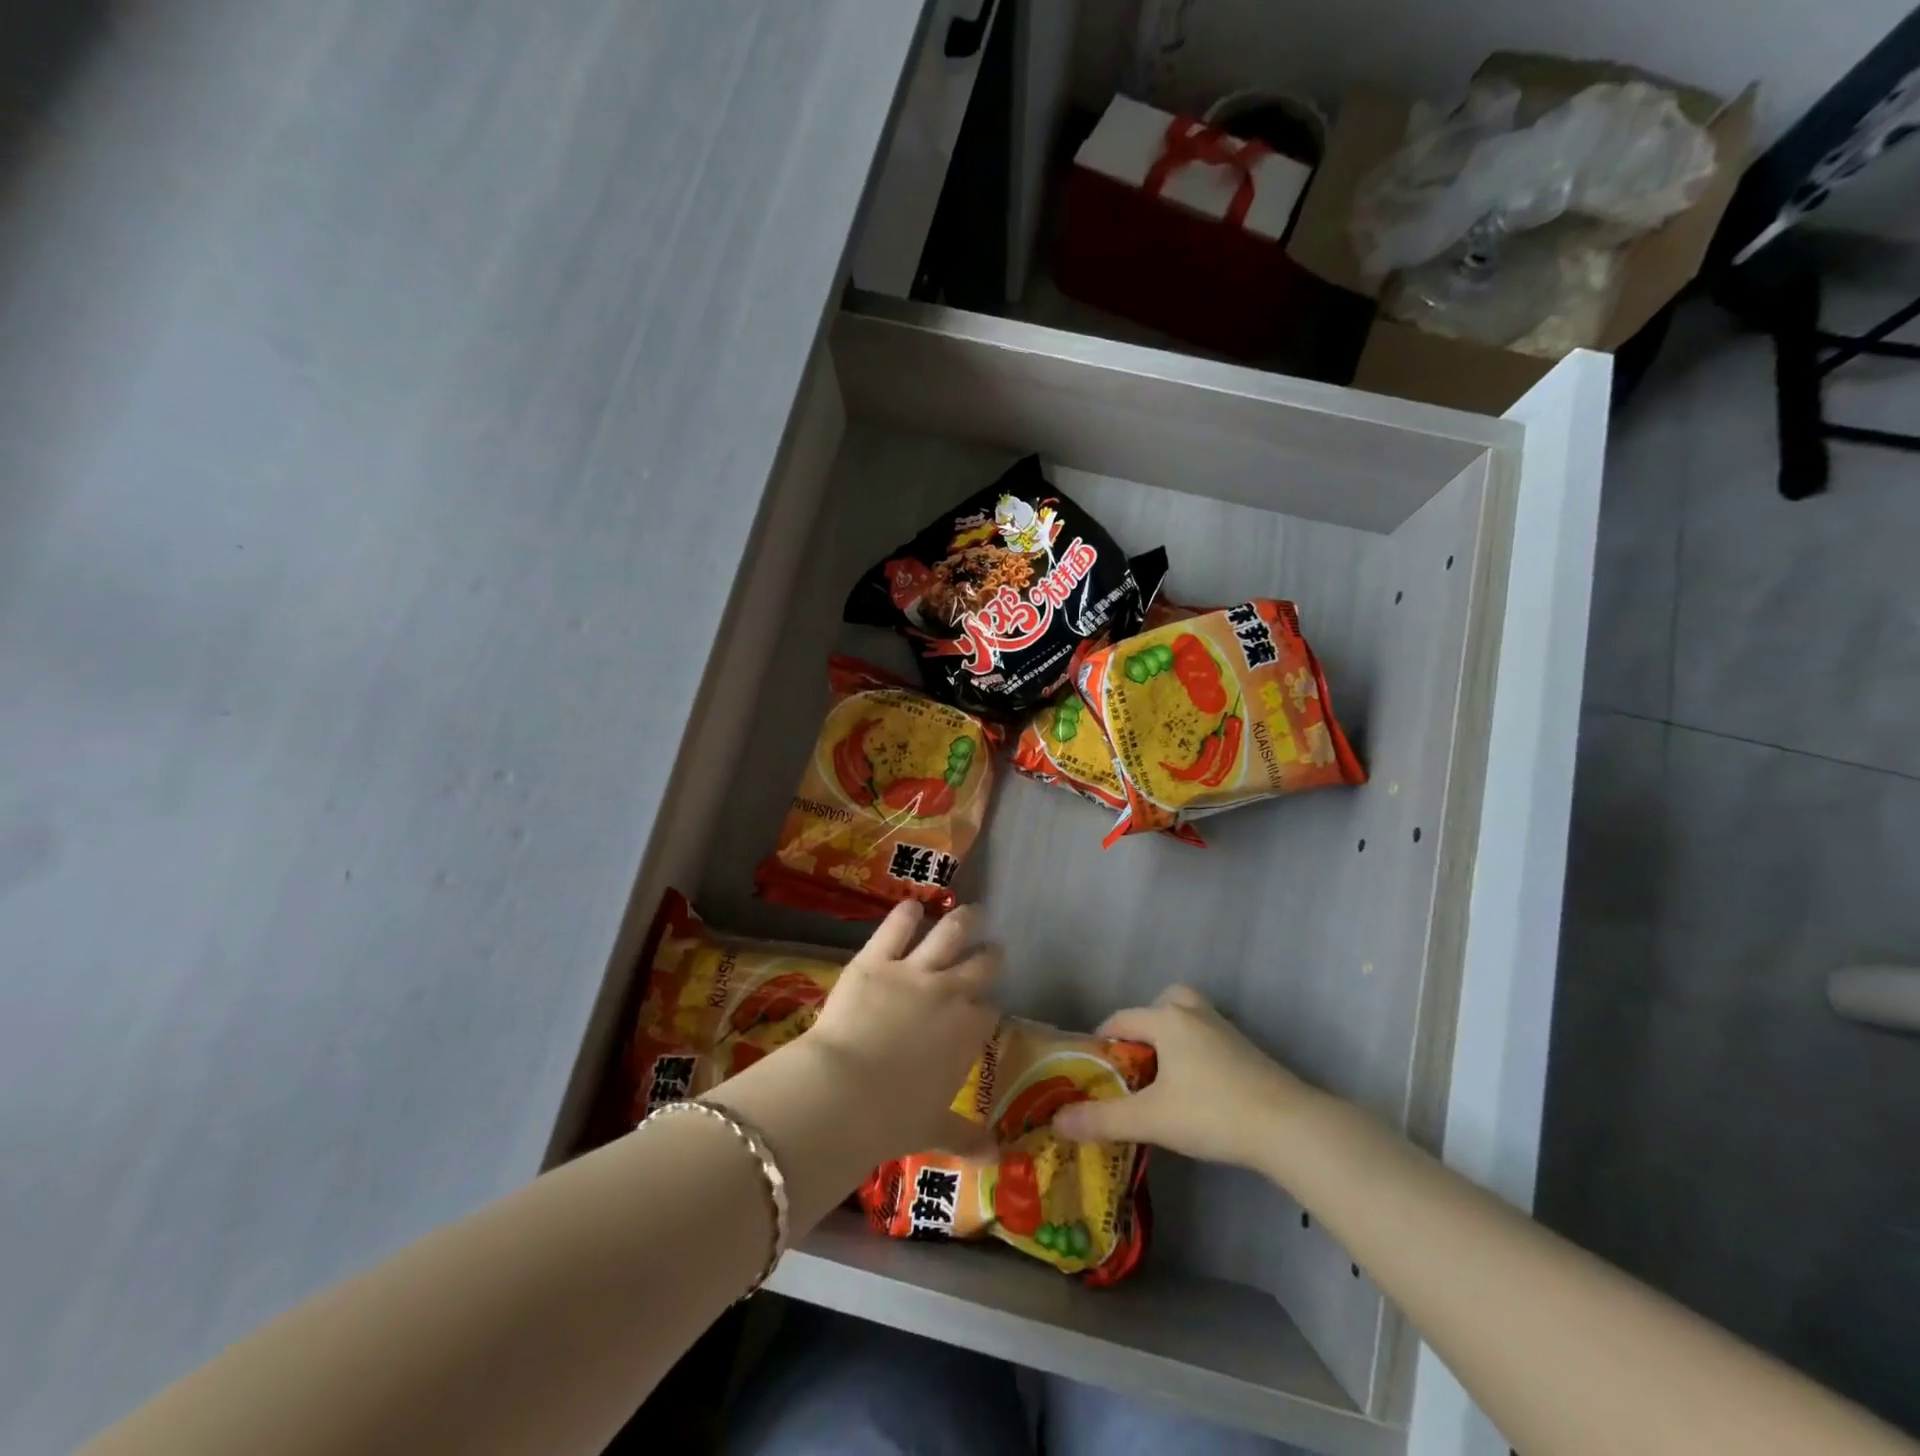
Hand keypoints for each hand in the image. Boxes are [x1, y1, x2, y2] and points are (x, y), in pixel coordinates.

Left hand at [794, 901, 1000, 1161]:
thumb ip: (966, 1136)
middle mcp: (950, 994)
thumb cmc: (892, 1118)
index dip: (987, 1008)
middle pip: (981, 965)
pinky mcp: (876, 959)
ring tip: (972, 911)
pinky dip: (906, 914)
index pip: (989, 1012)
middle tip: (992, 951)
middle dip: (990, 956)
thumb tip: (996, 1158)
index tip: (984, 1009)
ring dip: (964, 920)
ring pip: (950, 933)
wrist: (845, 1091)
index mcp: (967, 1033)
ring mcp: (914, 971)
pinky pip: (896, 927)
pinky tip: (911, 906)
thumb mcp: (934, 1130)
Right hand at [1052, 984, 1316, 1169]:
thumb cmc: (1211, 1112)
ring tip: (1165, 1073)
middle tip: (1135, 1064)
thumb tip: (1057, 1121)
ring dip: (1172, 1035)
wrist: (1287, 1125)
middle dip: (1143, 1028)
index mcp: (1165, 1019)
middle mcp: (1193, 1013)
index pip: (1120, 1019)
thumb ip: (1102, 1119)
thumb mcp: (1151, 1119)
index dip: (1102, 1042)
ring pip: (1188, 1017)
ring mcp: (1224, 1028)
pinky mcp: (1246, 1049)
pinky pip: (1208, 1036)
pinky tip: (1197, 1086)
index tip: (1093, 1070)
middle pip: (1159, 1004)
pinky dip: (1196, 1050)